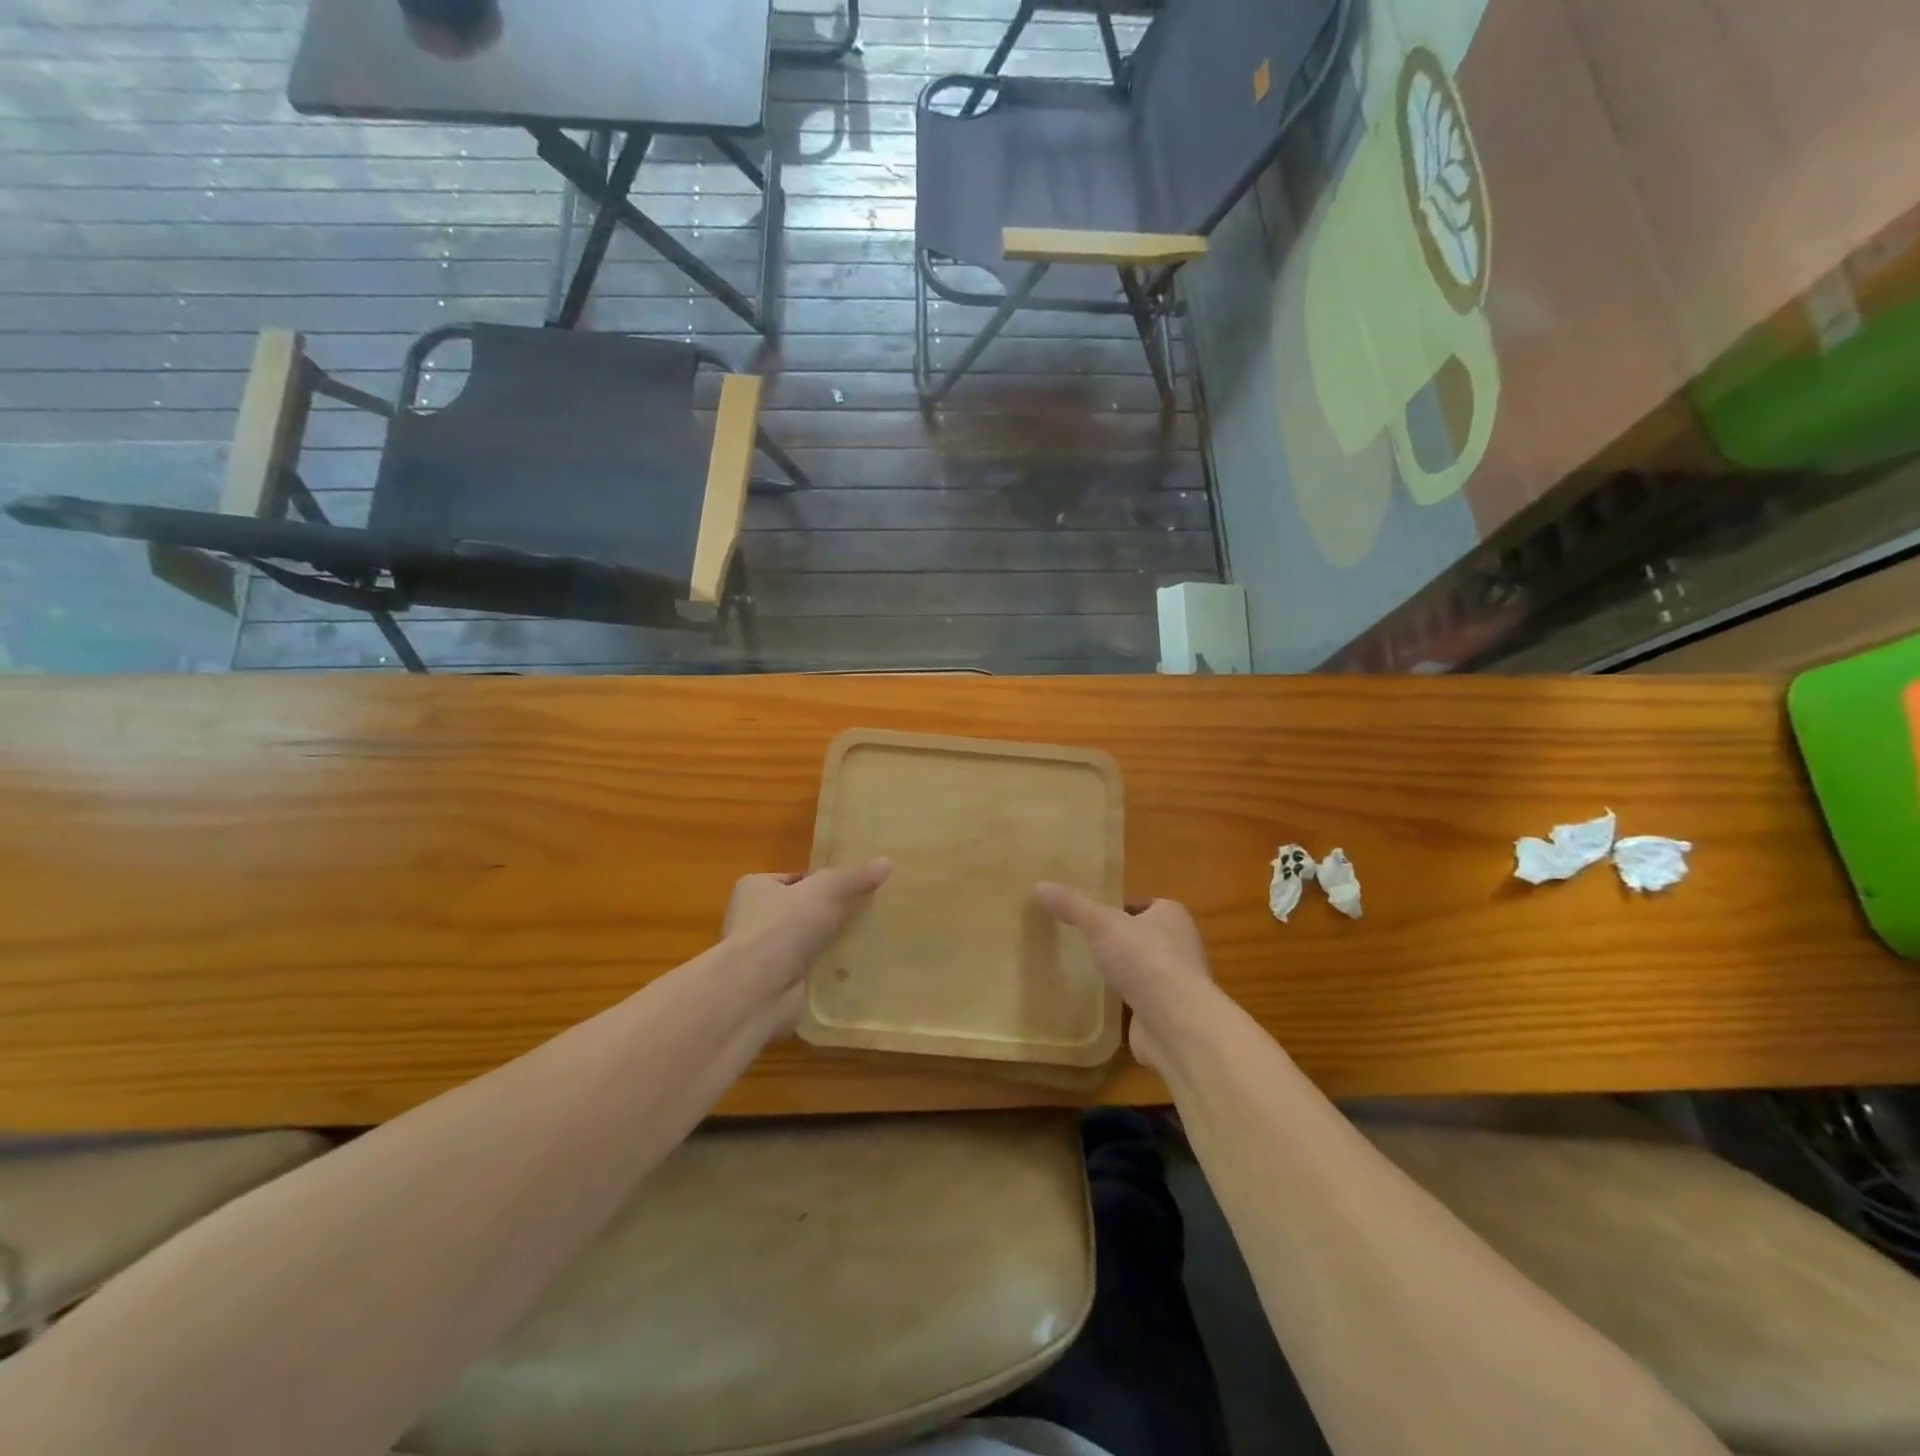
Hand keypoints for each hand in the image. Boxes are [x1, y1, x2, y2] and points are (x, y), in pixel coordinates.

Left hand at [723, 861, 890, 1028]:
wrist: (758, 989)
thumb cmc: (783, 926)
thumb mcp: (826, 890)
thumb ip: (854, 877)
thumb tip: (887, 862)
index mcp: (755, 888)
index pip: (795, 879)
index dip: (822, 882)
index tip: (853, 888)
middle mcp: (753, 920)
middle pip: (801, 912)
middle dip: (829, 916)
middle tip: (867, 914)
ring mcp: (763, 956)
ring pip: (807, 944)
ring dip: (829, 946)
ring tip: (868, 942)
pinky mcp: (774, 986)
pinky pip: (809, 973)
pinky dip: (827, 974)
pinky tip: (855, 971)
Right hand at [1035, 883, 1212, 1070]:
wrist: (1174, 1022)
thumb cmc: (1143, 959)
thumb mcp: (1100, 923)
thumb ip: (1072, 905)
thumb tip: (1040, 885)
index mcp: (1172, 915)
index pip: (1144, 905)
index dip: (1119, 908)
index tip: (1092, 916)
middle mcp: (1180, 945)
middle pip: (1143, 936)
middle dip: (1119, 940)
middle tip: (1085, 941)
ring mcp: (1176, 982)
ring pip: (1143, 968)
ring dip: (1123, 971)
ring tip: (1089, 970)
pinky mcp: (1169, 1012)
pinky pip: (1142, 999)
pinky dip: (1125, 1000)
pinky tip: (1101, 1002)